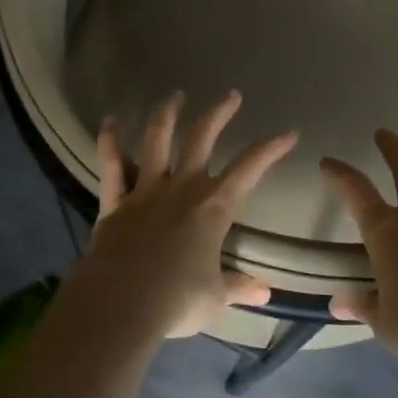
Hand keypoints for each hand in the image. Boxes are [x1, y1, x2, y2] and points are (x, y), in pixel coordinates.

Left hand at [70, 91, 297, 340]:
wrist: (120, 302)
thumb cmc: (176, 300)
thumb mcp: (214, 298)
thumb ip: (237, 287)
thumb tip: (265, 292)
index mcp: (213, 207)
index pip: (249, 169)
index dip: (270, 149)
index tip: (289, 133)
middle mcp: (181, 187)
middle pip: (202, 138)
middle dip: (218, 113)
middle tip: (231, 95)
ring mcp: (146, 189)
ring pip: (156, 139)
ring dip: (166, 114)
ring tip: (174, 95)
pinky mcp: (115, 200)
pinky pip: (111, 165)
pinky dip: (108, 141)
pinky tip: (109, 122)